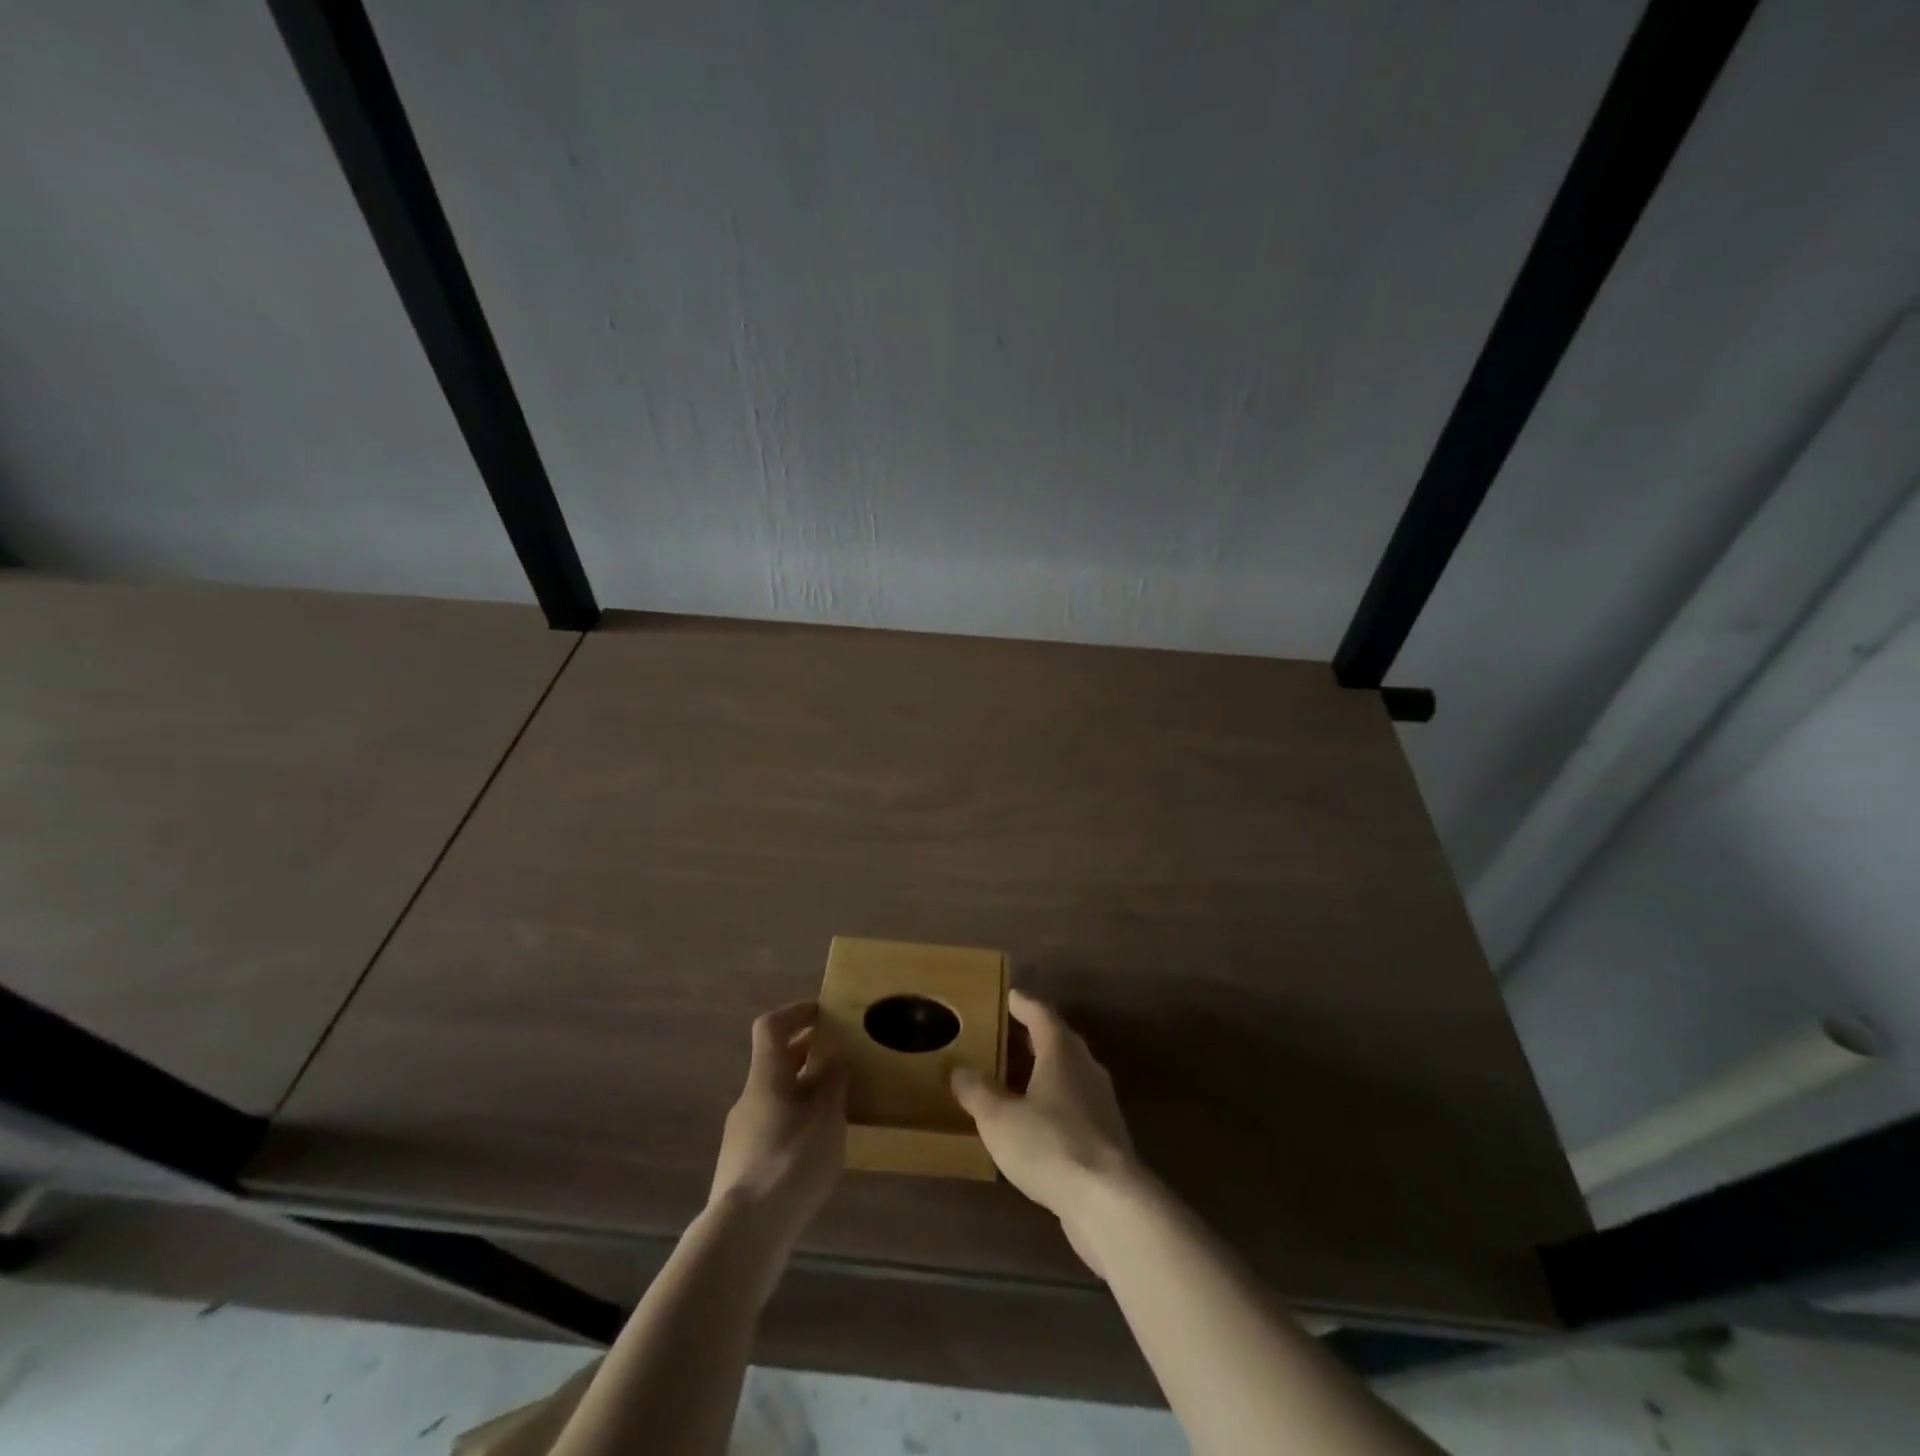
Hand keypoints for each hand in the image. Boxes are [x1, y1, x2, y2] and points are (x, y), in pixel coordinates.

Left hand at [709, 1001, 847, 1250]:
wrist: (745, 1233)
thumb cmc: (791, 1159)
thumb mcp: (826, 1115)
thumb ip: (832, 1081)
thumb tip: (833, 1055)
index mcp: (766, 1077)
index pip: (771, 1027)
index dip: (795, 1012)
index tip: (822, 1012)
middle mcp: (749, 1099)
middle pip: (774, 1063)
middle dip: (806, 1054)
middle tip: (839, 1056)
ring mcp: (741, 1136)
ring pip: (775, 1098)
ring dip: (802, 1092)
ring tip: (836, 1107)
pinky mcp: (742, 1169)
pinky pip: (773, 1129)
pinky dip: (795, 1124)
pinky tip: (816, 1149)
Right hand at [950, 989, 1139, 1275]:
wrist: (1109, 1201)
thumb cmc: (1050, 1144)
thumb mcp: (999, 1118)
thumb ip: (977, 1091)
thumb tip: (959, 1070)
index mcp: (1061, 1050)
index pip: (1040, 1013)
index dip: (1021, 1004)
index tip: (1005, 996)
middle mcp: (1085, 1067)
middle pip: (1057, 1041)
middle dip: (1030, 1037)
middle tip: (1001, 1036)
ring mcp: (1100, 1102)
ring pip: (1067, 1074)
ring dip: (1041, 1071)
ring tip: (1011, 1078)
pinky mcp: (1106, 1135)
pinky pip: (1073, 1105)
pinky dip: (1052, 1103)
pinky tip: (1033, 1122)